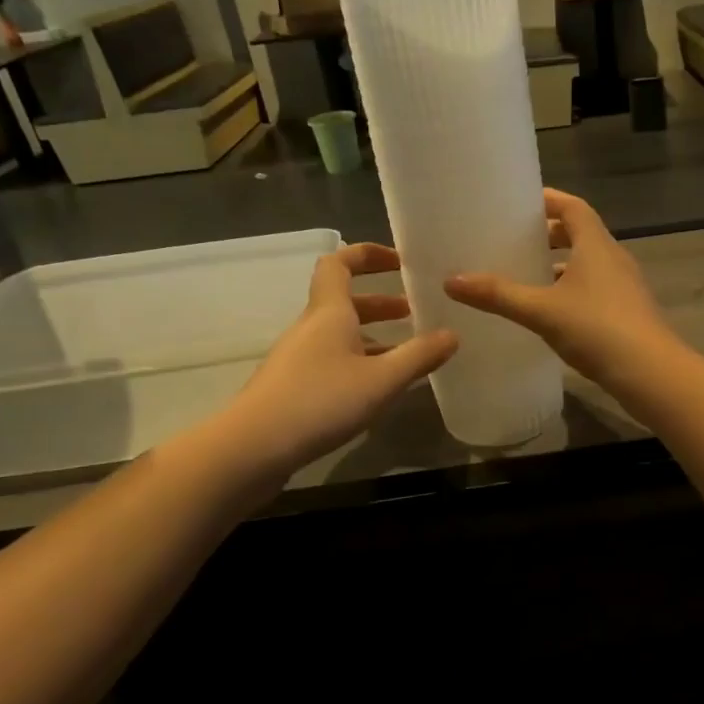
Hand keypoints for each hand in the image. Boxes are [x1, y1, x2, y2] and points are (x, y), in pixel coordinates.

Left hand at [209, 243, 456, 478]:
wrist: (251, 449)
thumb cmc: (320, 402)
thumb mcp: (382, 380)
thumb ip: (419, 356)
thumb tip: (452, 334)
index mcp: (329, 313)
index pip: (339, 263)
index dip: (367, 254)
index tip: (399, 262)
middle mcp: (311, 328)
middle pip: (344, 301)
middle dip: (380, 302)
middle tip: (414, 312)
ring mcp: (298, 358)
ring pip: (340, 334)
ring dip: (372, 335)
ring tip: (405, 353)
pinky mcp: (292, 387)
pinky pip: (332, 360)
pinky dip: (359, 362)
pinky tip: (377, 388)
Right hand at [444, 189, 680, 391]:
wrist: (651, 373)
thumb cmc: (598, 329)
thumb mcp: (541, 310)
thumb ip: (498, 295)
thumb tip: (451, 280)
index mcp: (596, 245)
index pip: (573, 207)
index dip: (549, 200)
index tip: (519, 202)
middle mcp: (613, 258)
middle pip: (581, 233)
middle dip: (549, 234)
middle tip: (515, 240)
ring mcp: (624, 286)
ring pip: (588, 263)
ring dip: (560, 265)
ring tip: (526, 275)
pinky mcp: (627, 312)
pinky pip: (595, 288)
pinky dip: (571, 289)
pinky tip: (550, 311)